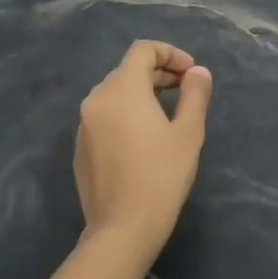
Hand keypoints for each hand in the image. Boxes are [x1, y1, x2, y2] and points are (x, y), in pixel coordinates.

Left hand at [75, 40, 213, 254]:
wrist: (123, 228)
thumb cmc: (162, 175)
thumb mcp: (189, 132)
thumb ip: (195, 94)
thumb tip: (198, 72)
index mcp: (122, 89)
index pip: (143, 50)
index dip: (170, 53)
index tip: (191, 73)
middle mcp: (96, 99)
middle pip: (128, 70)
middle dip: (158, 73)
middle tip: (185, 90)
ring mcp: (83, 124)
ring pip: (114, 93)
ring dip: (142, 93)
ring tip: (167, 113)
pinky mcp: (80, 148)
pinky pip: (104, 116)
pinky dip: (125, 114)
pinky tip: (143, 139)